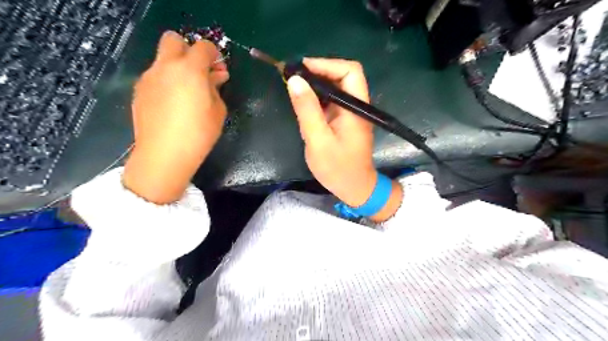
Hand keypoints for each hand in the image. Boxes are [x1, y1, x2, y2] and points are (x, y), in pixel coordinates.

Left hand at [122, 32, 228, 203]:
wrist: (164, 154)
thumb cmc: (199, 133)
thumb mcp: (218, 111)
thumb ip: (216, 88)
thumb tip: (216, 76)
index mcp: (190, 70)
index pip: (203, 46)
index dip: (214, 54)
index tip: (219, 69)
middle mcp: (166, 66)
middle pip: (173, 40)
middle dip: (189, 50)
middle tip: (199, 72)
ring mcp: (149, 77)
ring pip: (163, 59)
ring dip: (177, 67)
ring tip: (187, 92)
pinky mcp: (139, 90)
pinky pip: (155, 76)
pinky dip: (166, 81)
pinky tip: (173, 103)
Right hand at [287, 58, 401, 222]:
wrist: (354, 188)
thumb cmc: (337, 168)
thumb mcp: (318, 140)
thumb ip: (307, 110)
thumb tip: (295, 80)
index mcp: (356, 108)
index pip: (349, 71)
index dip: (326, 64)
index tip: (301, 69)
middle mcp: (356, 105)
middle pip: (342, 76)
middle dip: (318, 72)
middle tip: (293, 78)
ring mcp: (350, 112)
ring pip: (335, 87)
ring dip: (315, 84)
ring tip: (294, 88)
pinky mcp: (343, 120)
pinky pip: (330, 101)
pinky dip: (316, 97)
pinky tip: (303, 103)